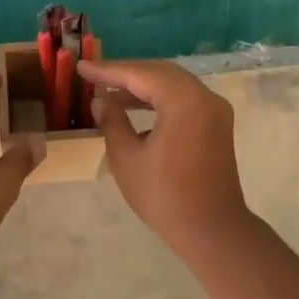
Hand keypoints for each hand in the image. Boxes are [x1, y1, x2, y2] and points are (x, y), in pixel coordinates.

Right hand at [79, 59, 258, 261]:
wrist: (212, 231)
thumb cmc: (165, 196)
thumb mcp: (127, 158)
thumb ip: (112, 121)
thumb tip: (101, 100)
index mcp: (184, 101)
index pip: (140, 74)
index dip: (108, 71)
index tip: (81, 67)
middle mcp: (204, 96)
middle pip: (160, 73)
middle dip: (126, 73)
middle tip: (94, 76)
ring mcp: (215, 110)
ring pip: (173, 84)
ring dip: (142, 86)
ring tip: (109, 93)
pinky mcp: (217, 124)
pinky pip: (184, 99)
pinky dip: (159, 98)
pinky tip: (135, 108)